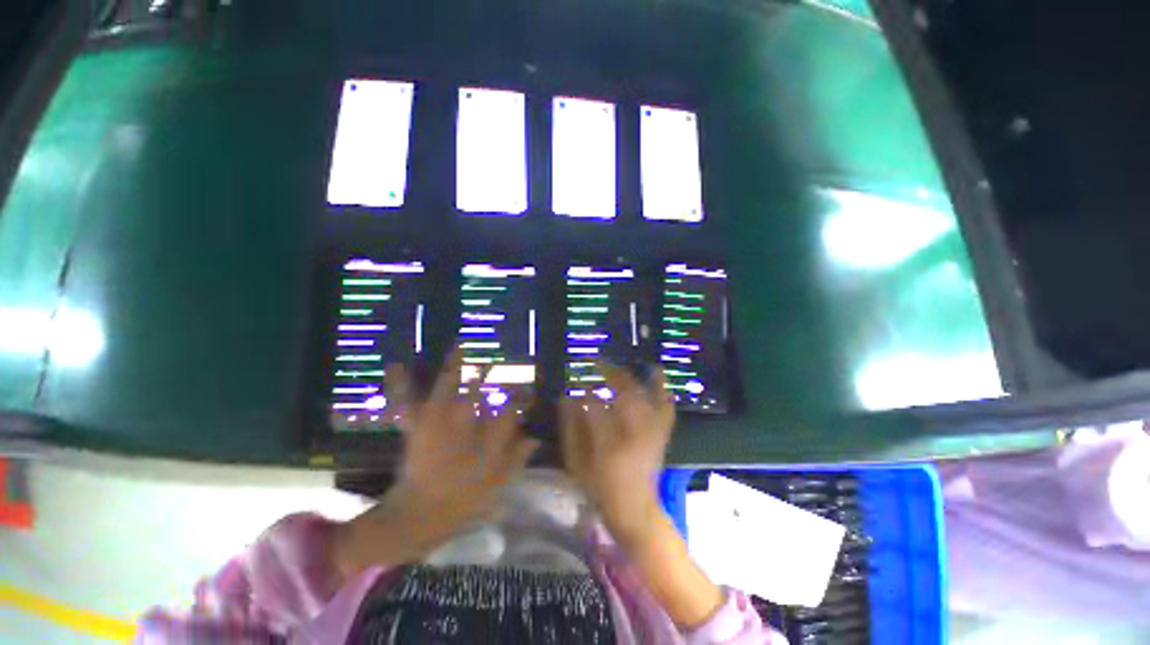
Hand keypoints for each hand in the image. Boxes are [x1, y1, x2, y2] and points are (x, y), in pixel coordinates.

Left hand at [337, 348, 538, 574]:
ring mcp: (436, 422)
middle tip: (497, 361)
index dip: (521, 399)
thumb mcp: (497, 481)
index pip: (509, 410)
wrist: (418, 514)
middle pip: (478, 392)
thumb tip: (535, 436)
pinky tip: (395, 365)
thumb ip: (517, 456)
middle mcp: (461, 423)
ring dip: (454, 366)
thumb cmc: (462, 499)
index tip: (529, 394)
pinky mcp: (417, 426)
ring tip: (459, 345)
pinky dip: (401, 384)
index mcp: (483, 437)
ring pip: (446, 388)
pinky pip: (406, 403)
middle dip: (489, 374)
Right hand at [560, 363, 675, 543]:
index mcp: (609, 443)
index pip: (597, 407)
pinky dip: (662, 391)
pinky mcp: (662, 435)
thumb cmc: (600, 488)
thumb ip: (571, 429)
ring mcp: (652, 433)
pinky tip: (657, 376)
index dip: (587, 393)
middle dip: (613, 375)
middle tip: (599, 363)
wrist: (635, 510)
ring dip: (636, 378)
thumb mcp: (577, 463)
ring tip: (623, 364)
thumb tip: (566, 399)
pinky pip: (666, 408)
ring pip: (648, 397)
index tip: (579, 385)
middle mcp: (635, 434)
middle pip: (627, 395)